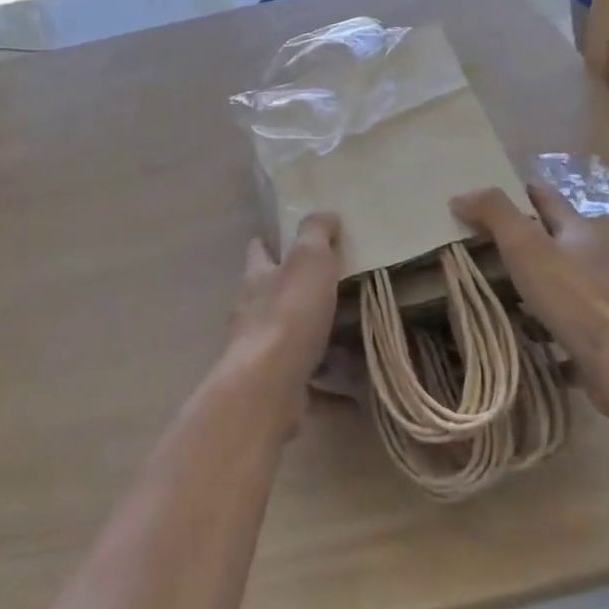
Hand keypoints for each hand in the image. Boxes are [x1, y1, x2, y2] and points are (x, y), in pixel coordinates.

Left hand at [218, 214, 342, 426]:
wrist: (267, 386)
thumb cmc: (289, 314)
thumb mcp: (309, 260)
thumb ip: (316, 233)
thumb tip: (325, 212)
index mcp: (258, 277)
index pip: (258, 251)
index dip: (270, 243)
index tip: (289, 239)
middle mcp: (253, 312)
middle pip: (273, 296)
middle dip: (297, 294)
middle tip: (337, 290)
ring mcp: (261, 353)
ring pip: (291, 341)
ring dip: (316, 342)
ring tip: (353, 342)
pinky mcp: (275, 389)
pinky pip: (309, 386)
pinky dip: (329, 390)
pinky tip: (356, 396)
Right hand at [450, 185, 608, 417]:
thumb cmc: (572, 295)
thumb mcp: (525, 245)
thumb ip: (494, 214)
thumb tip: (461, 196)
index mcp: (579, 232)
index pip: (547, 198)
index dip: (519, 191)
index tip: (489, 195)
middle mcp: (596, 260)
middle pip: (555, 240)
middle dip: (523, 240)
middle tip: (481, 245)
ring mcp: (604, 299)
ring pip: (562, 282)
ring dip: (534, 284)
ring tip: (498, 292)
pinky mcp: (605, 336)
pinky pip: (567, 323)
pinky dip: (545, 324)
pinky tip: (525, 336)